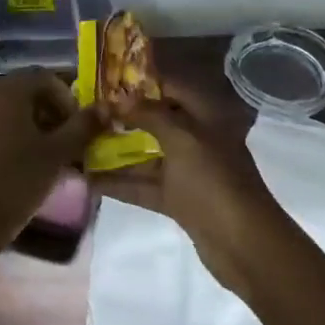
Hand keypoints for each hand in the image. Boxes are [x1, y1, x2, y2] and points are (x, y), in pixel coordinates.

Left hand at [0, 71, 104, 260]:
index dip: (67, 101)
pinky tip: (18, 169)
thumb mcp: (57, 154)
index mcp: (8, 92)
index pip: (46, 80)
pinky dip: (9, 140)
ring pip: (8, 114)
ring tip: (45, 159)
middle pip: (26, 95)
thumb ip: (82, 127)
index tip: (78, 129)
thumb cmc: (17, 181)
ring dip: (30, 129)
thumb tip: (106, 107)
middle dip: (50, 115)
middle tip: (65, 144)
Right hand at [98, 76, 287, 292]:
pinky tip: (89, 180)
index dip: (140, 81)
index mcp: (206, 115)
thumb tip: (119, 96)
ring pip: (148, 153)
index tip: (105, 80)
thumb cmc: (213, 181)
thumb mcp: (182, 139)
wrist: (244, 244)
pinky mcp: (179, 200)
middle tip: (87, 111)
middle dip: (124, 116)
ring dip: (117, 151)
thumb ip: (149, 114)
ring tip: (80, 144)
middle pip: (157, 119)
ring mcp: (189, 170)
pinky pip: (146, 185)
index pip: (171, 86)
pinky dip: (121, 182)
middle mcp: (198, 137)